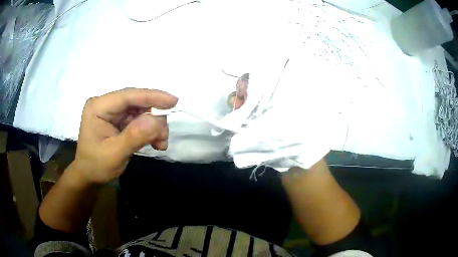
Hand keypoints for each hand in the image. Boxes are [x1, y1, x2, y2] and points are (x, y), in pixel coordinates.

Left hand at [72, 88, 177, 184]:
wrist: (89, 176)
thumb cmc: (96, 165)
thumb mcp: (114, 154)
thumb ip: (135, 136)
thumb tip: (158, 120)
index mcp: (98, 107)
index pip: (127, 96)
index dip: (151, 96)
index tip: (173, 101)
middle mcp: (106, 104)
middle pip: (136, 102)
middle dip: (154, 117)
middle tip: (164, 136)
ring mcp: (112, 111)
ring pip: (141, 111)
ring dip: (154, 126)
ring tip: (160, 143)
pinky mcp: (119, 119)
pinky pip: (139, 120)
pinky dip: (149, 131)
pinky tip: (155, 142)